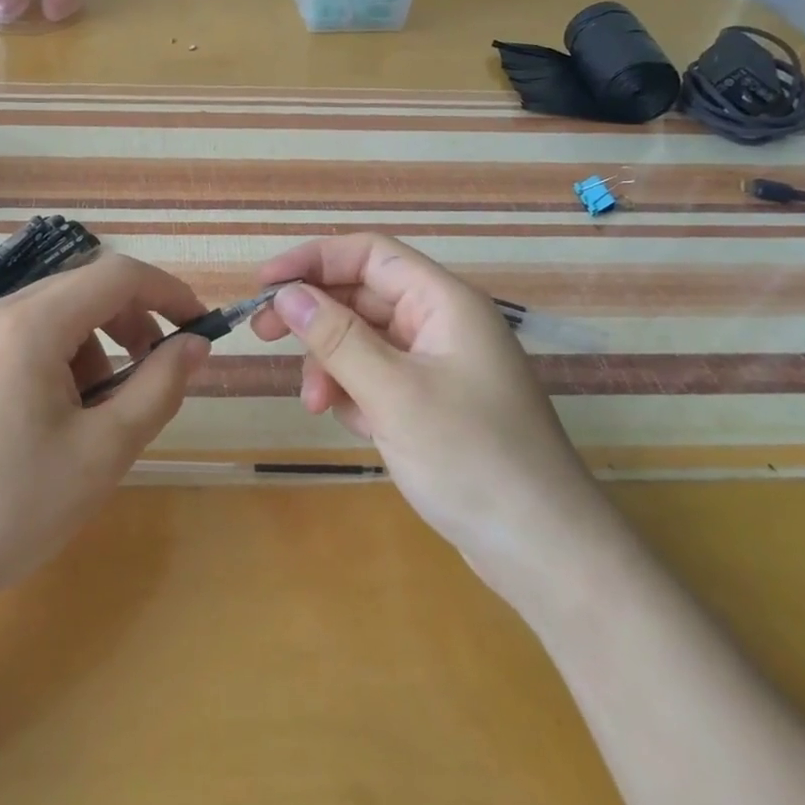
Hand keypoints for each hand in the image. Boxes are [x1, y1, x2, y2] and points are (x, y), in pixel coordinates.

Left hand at [0, 252, 210, 611]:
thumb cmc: (13, 506)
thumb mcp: (104, 450)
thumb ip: (159, 387)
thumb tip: (195, 345)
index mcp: (31, 324)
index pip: (117, 275)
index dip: (168, 292)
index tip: (201, 328)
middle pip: (85, 288)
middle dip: (134, 320)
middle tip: (158, 371)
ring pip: (58, 314)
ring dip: (99, 345)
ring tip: (102, 410)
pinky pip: (28, 338)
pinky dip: (64, 358)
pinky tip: (60, 416)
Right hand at [249, 235, 612, 592]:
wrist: (543, 549)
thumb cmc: (471, 458)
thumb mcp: (393, 393)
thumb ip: (336, 338)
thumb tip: (286, 294)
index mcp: (444, 303)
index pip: (369, 255)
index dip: (312, 260)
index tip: (263, 284)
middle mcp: (441, 325)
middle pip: (362, 297)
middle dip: (314, 317)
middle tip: (262, 336)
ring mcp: (438, 367)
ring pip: (364, 342)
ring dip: (331, 365)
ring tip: (316, 406)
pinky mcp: (432, 405)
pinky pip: (377, 380)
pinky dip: (354, 394)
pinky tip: (354, 425)